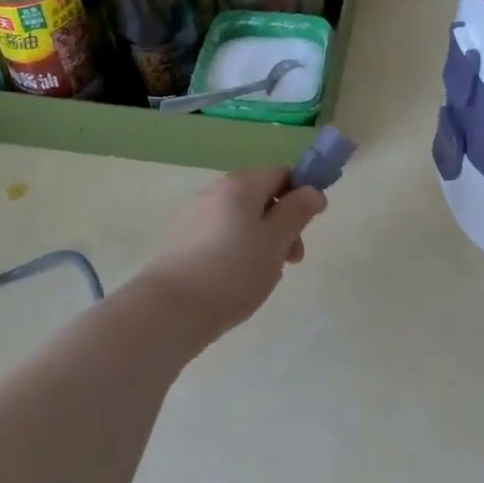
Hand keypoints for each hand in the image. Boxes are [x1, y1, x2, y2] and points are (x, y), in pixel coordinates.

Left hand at [140, 166, 326, 337]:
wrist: (171, 309)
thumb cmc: (233, 270)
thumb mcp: (276, 241)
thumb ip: (298, 212)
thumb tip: (312, 190)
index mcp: (241, 184)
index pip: (282, 173)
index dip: (302, 195)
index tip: (309, 226)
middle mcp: (216, 191)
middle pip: (261, 197)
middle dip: (283, 224)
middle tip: (292, 260)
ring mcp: (196, 216)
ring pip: (242, 220)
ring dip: (262, 241)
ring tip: (265, 276)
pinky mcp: (183, 241)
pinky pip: (222, 236)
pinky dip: (238, 251)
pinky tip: (238, 281)